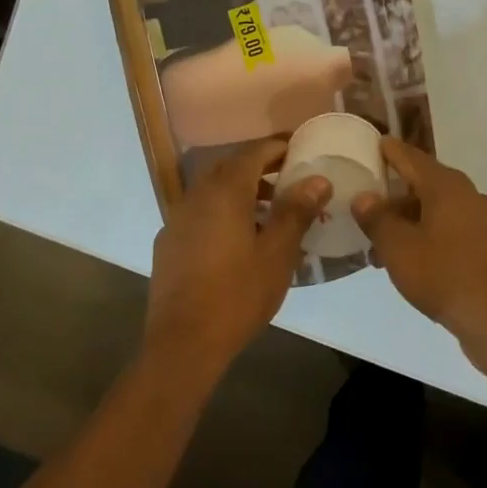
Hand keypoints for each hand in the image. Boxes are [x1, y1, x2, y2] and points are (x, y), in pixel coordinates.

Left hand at [144, 139, 329, 380]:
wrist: (184, 341)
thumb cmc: (238, 294)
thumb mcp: (277, 253)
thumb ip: (296, 211)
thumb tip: (317, 179)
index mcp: (224, 192)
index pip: (252, 152)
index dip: (277, 147)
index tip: (300, 148)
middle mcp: (195, 196)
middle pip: (229, 167)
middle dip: (259, 168)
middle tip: (289, 178)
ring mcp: (177, 220)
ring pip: (212, 191)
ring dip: (241, 191)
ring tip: (270, 211)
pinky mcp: (169, 243)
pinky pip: (200, 213)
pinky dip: (222, 212)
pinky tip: (238, 239)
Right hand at [352, 139, 486, 366]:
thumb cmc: (445, 276)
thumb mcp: (399, 248)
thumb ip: (378, 219)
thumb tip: (365, 197)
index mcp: (447, 187)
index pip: (412, 158)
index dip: (390, 151)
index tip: (374, 143)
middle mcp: (471, 197)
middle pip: (426, 186)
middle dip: (396, 197)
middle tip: (367, 208)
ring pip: (440, 213)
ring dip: (411, 224)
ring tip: (382, 247)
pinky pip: (454, 233)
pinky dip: (430, 239)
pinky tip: (414, 263)